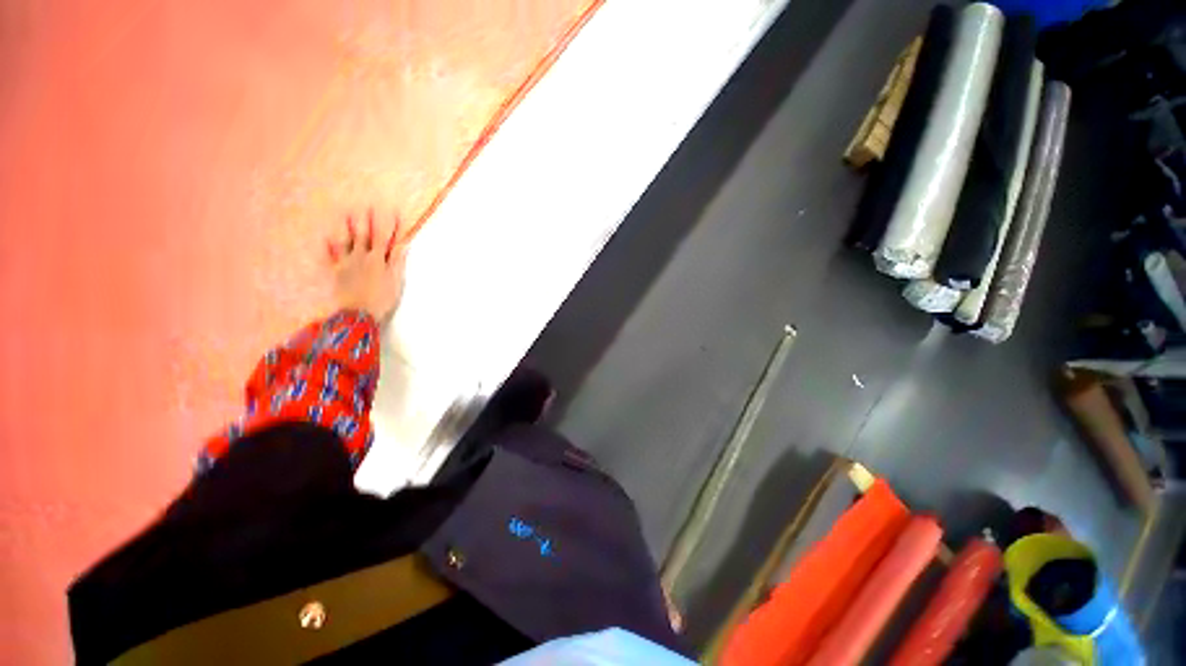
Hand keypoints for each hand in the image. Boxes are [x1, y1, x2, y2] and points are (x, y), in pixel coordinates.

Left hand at [327, 210, 407, 322]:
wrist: (358, 313)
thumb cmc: (382, 299)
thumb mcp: (395, 281)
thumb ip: (397, 261)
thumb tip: (403, 245)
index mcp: (378, 260)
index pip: (386, 239)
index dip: (391, 226)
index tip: (393, 212)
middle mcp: (361, 257)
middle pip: (365, 236)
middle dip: (367, 221)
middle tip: (367, 206)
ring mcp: (347, 263)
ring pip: (347, 242)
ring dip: (347, 228)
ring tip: (346, 214)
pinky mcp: (336, 272)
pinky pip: (331, 256)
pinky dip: (329, 246)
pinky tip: (327, 237)